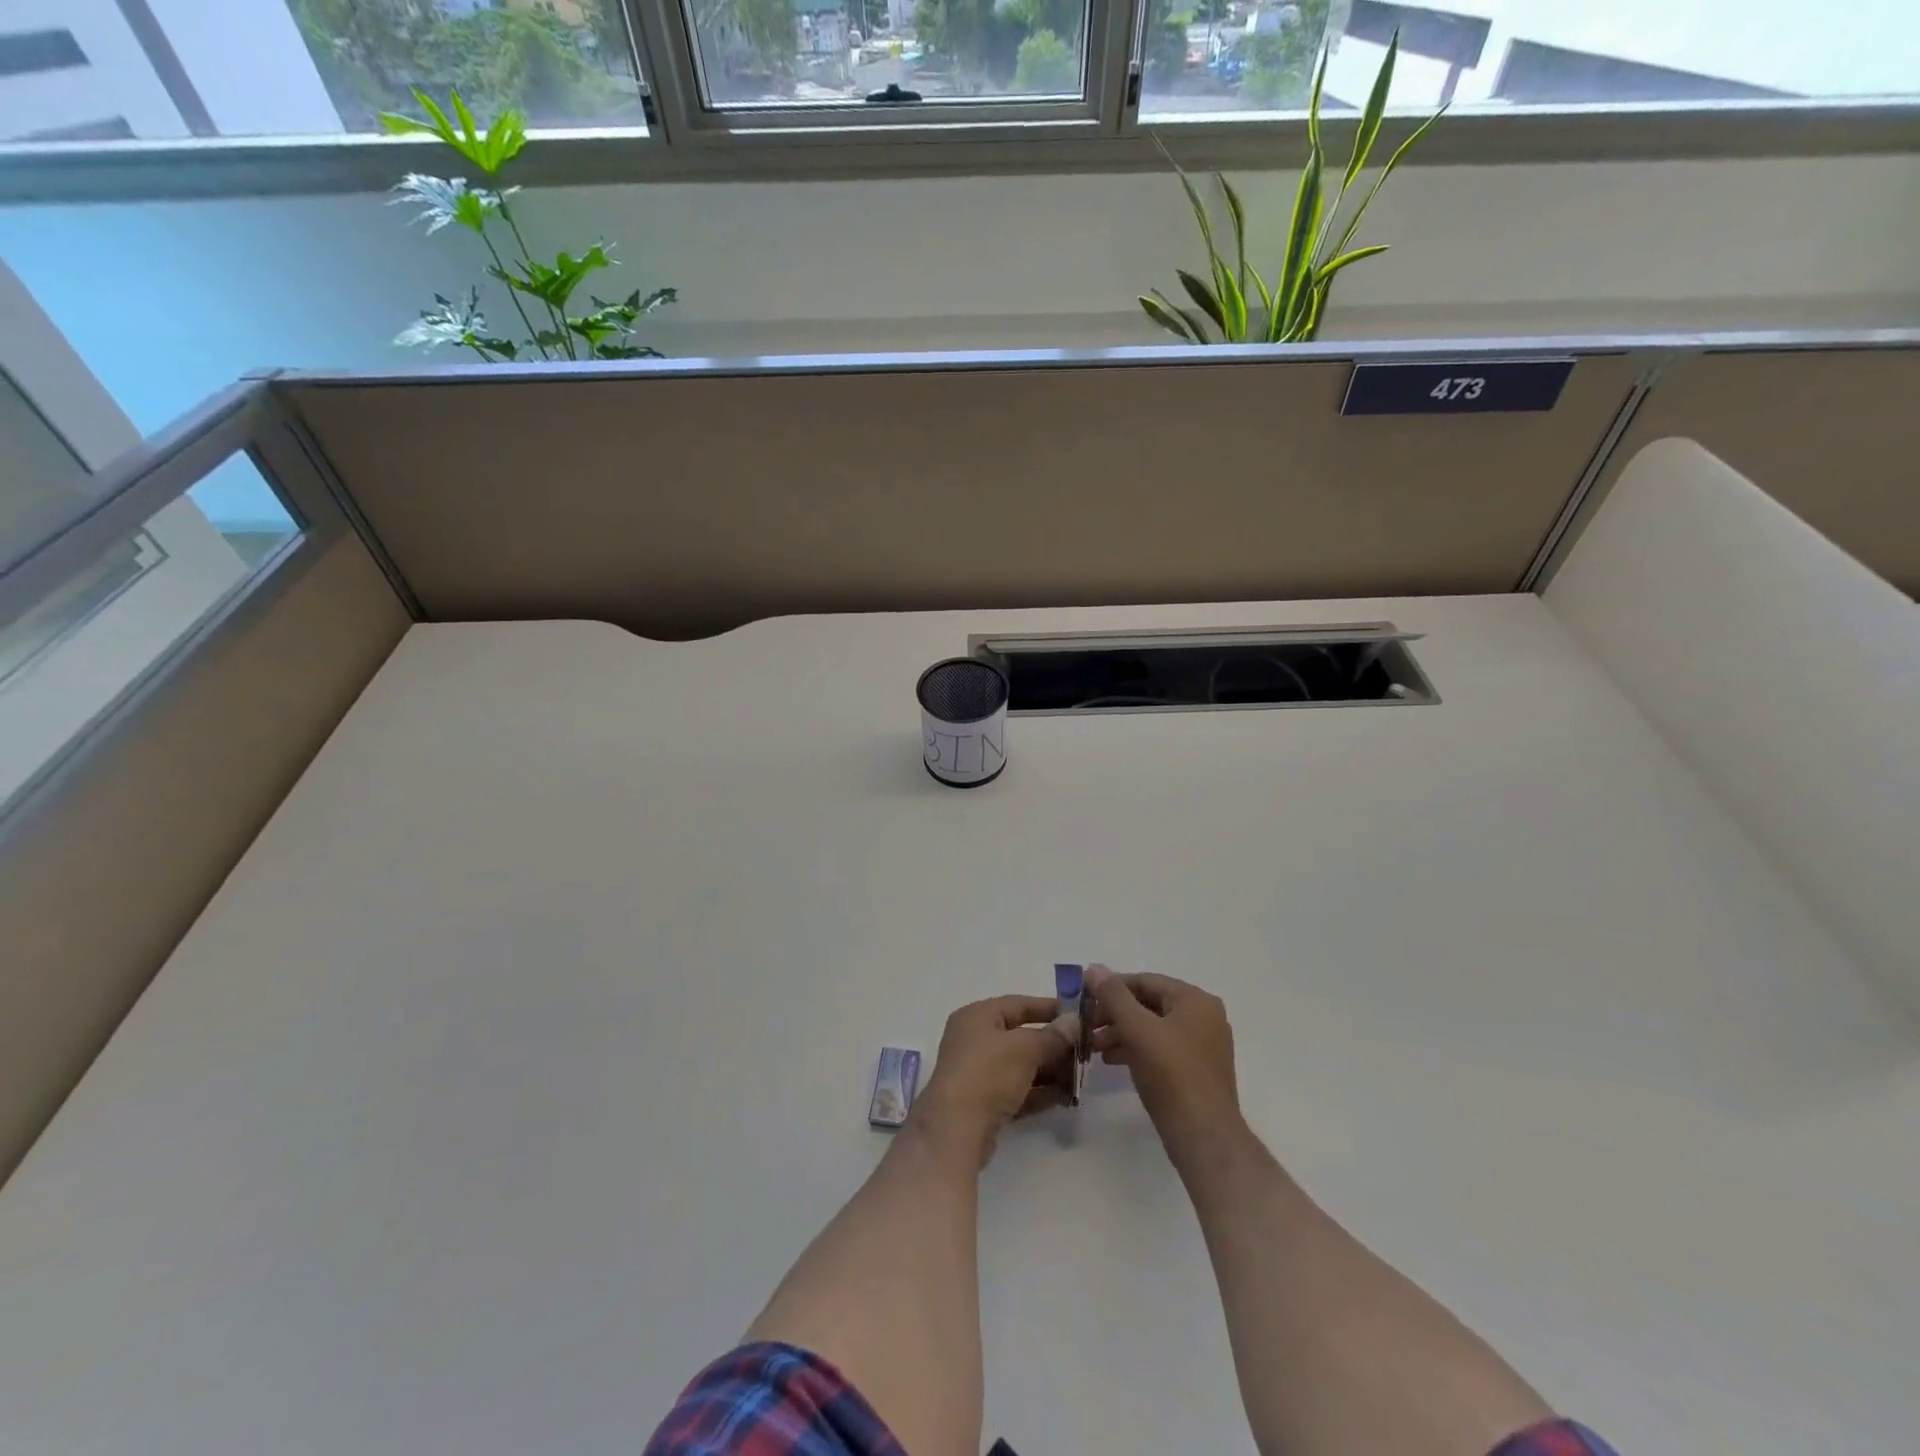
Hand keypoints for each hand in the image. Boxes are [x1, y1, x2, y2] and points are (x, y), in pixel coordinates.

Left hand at [911, 995, 1077, 1165]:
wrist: (955, 1130)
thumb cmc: (988, 1073)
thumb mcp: (1024, 1048)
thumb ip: (1052, 1036)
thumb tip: (1074, 1022)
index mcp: (977, 1016)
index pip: (1018, 1004)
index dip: (1049, 1008)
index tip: (1079, 1016)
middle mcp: (975, 1040)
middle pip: (1021, 1036)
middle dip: (1053, 1044)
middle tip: (1085, 1051)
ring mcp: (978, 1073)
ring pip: (1021, 1066)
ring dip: (1050, 1071)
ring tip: (1081, 1077)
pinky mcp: (984, 1104)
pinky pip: (1018, 1091)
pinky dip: (1040, 1093)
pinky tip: (1066, 1098)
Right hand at [1087, 965, 1240, 1158]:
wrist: (1204, 1138)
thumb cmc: (1171, 1075)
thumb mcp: (1137, 1029)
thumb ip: (1114, 995)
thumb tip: (1095, 968)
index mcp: (1195, 1000)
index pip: (1146, 981)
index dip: (1111, 987)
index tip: (1083, 999)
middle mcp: (1204, 1016)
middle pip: (1149, 1004)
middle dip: (1115, 1013)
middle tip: (1086, 1025)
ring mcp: (1203, 1045)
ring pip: (1153, 1027)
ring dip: (1122, 1032)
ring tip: (1094, 1046)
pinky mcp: (1197, 1070)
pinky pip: (1162, 1048)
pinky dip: (1137, 1049)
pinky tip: (1113, 1060)